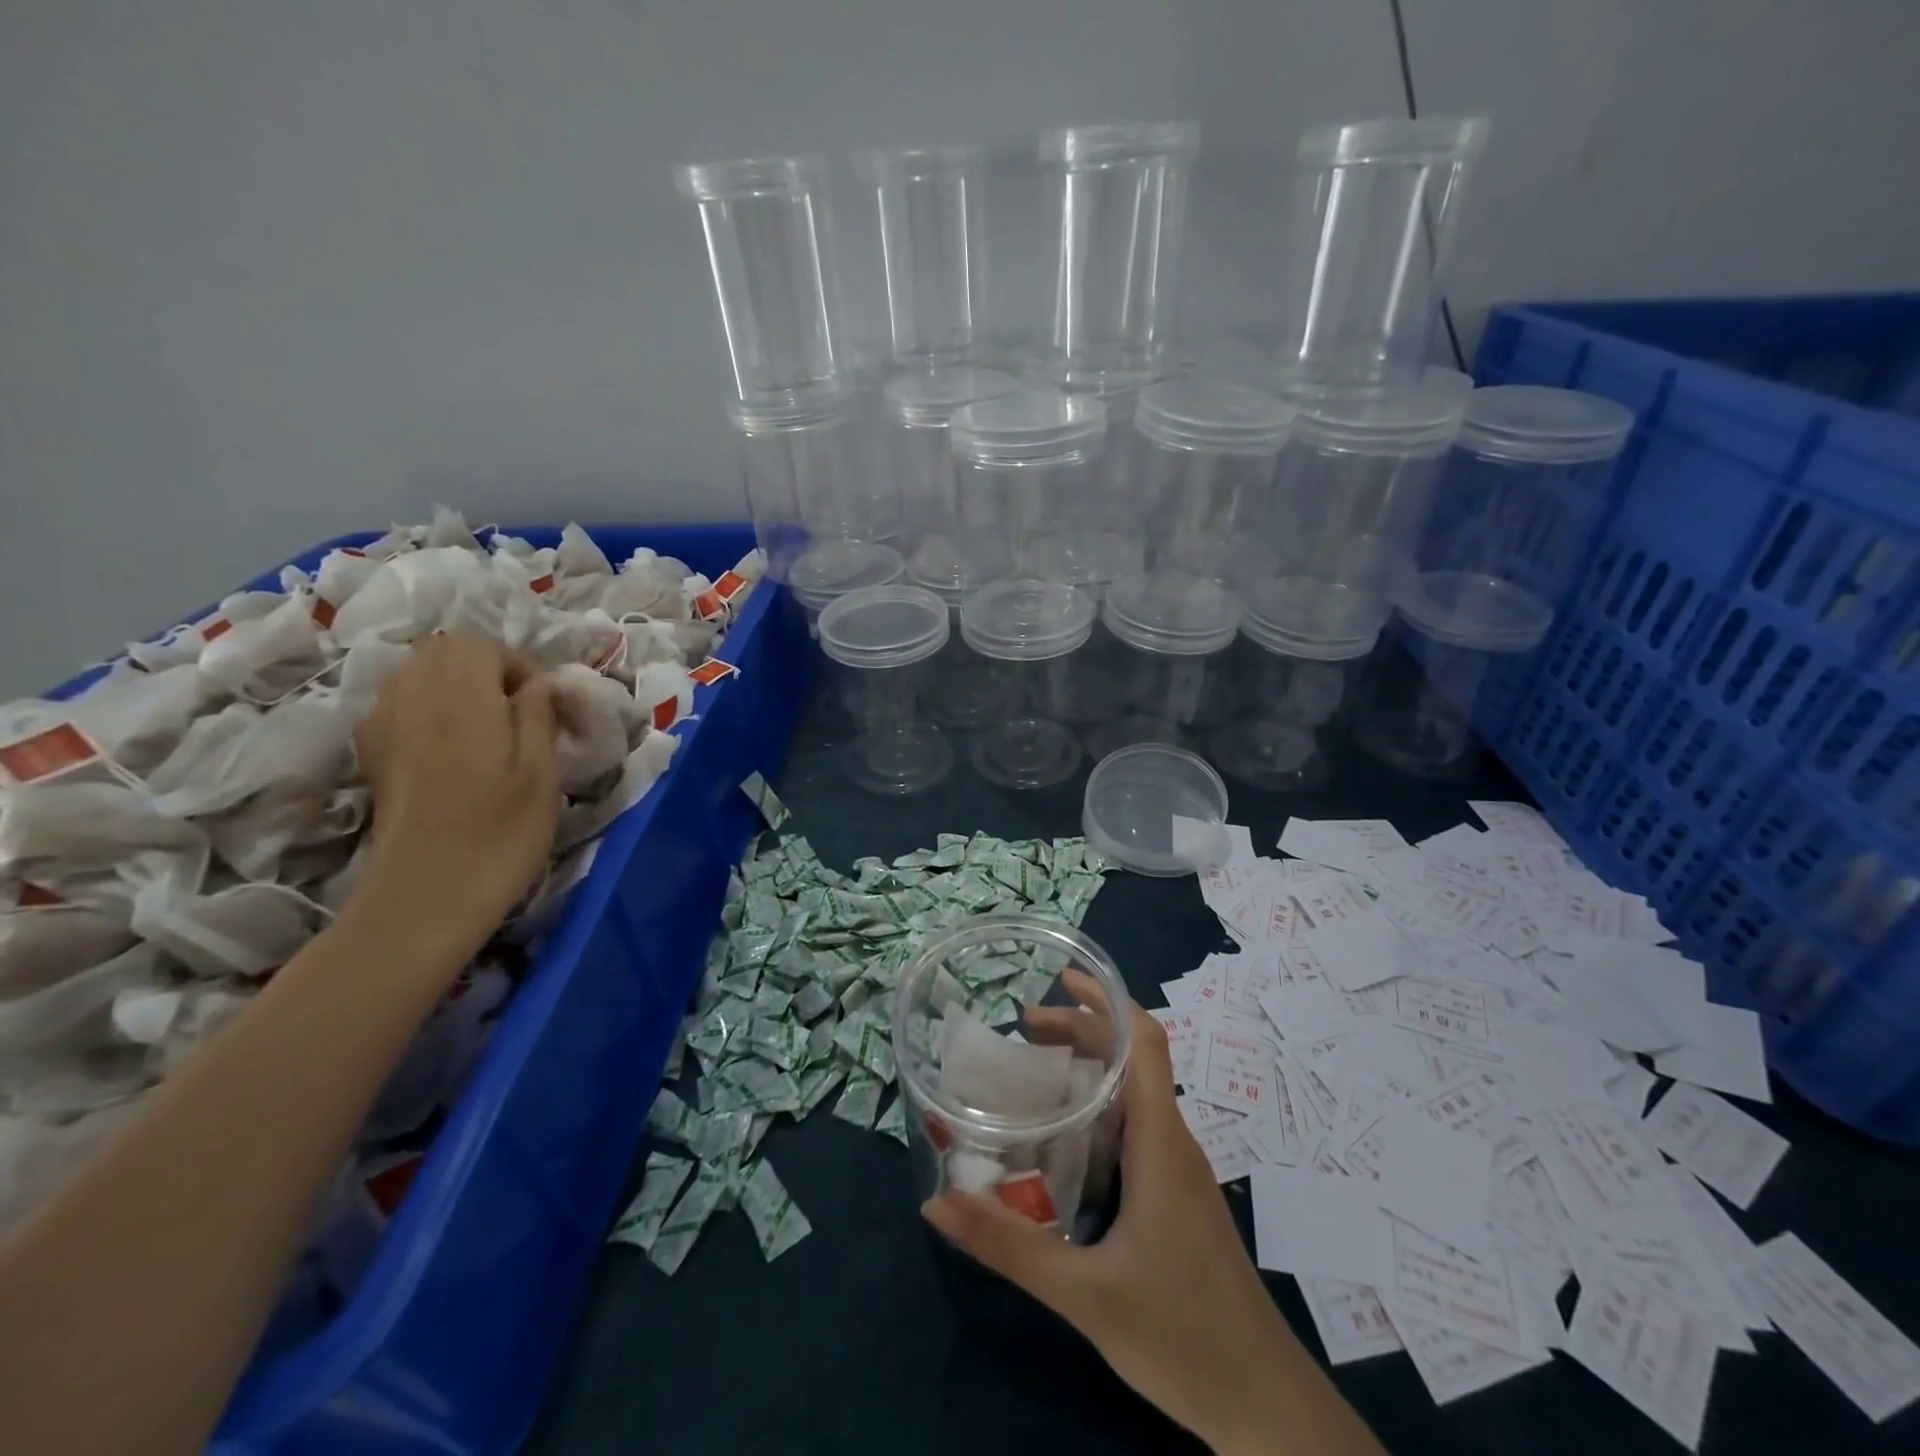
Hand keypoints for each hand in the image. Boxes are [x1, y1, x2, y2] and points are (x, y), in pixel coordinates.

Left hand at [352, 634, 560, 945]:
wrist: (427, 894)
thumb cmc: (501, 834)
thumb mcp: (543, 774)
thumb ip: (540, 716)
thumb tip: (542, 683)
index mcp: (464, 700)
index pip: (483, 646)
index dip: (519, 666)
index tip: (544, 705)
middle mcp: (416, 699)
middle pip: (443, 650)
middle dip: (485, 666)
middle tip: (516, 708)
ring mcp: (385, 724)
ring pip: (415, 671)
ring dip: (454, 682)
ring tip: (485, 722)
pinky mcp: (372, 751)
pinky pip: (397, 701)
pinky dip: (425, 704)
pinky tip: (447, 743)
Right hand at [922, 976, 1381, 1454]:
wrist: (1264, 1407)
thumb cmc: (1182, 1336)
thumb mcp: (1083, 1293)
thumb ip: (1008, 1247)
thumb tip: (935, 1203)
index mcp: (1160, 1141)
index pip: (1146, 1042)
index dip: (1108, 1000)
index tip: (1062, 979)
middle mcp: (1171, 1141)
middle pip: (1133, 1058)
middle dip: (1082, 1029)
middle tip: (1023, 1026)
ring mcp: (1176, 1170)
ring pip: (1134, 1093)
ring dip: (1089, 1066)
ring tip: (1032, 1067)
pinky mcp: (1174, 1196)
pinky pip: (1134, 1127)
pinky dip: (1097, 1106)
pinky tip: (1062, 1136)